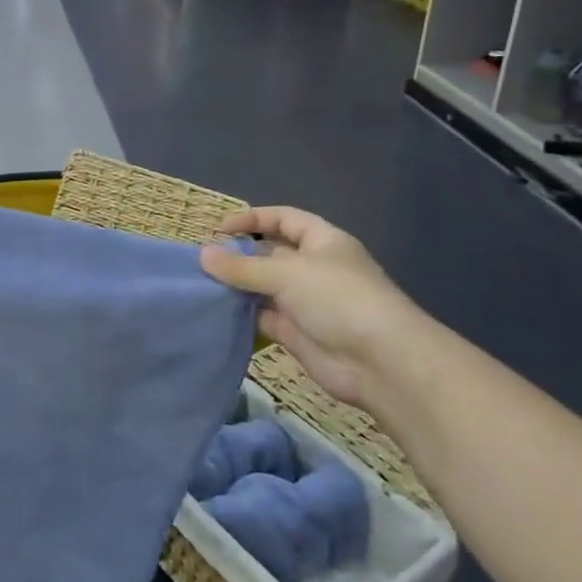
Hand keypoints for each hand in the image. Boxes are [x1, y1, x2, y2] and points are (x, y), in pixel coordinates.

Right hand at [200, 208, 430, 410]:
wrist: (380, 362)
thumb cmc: (337, 299)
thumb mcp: (286, 273)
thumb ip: (242, 267)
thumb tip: (203, 255)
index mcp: (323, 242)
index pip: (285, 219)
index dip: (253, 219)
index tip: (219, 229)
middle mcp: (315, 269)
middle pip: (271, 254)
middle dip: (240, 255)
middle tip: (203, 261)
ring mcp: (306, 302)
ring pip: (264, 288)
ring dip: (238, 287)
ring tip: (202, 286)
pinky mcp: (297, 333)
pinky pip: (263, 318)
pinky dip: (242, 315)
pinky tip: (217, 313)